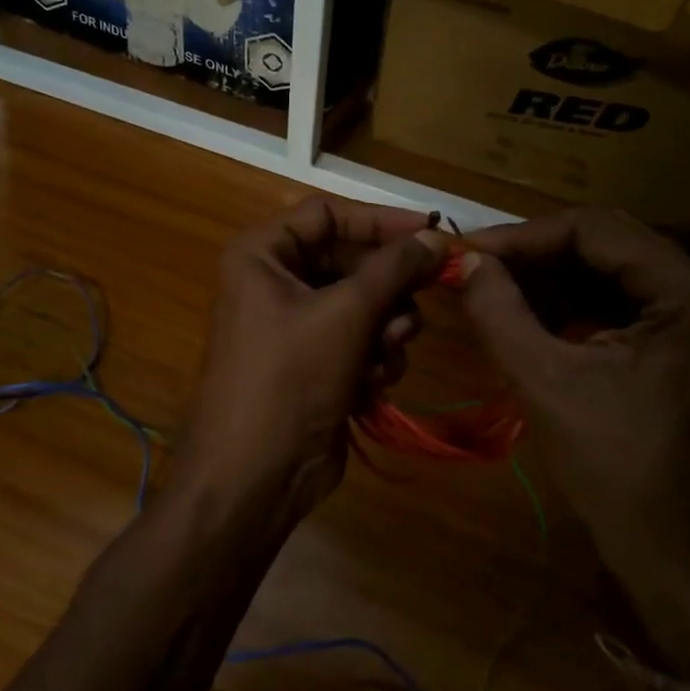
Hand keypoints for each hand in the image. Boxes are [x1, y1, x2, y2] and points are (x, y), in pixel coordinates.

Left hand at [180, 197, 449, 518]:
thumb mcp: (345, 314)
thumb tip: (435, 235)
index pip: (328, 214)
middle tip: (421, 299)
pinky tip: (373, 383)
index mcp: (262, 254)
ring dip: (384, 327)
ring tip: (385, 352)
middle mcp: (274, 281)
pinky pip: (359, 339)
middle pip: (349, 260)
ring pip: (362, 302)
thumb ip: (393, 268)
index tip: (432, 232)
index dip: (380, 221)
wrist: (254, 476)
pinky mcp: (314, 362)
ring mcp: (294, 324)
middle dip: (386, 287)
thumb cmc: (289, 379)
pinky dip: (373, 356)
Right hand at [458, 208, 689, 676]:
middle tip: (480, 266)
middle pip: (611, 245)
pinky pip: (624, 305)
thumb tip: (467, 262)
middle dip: (538, 254)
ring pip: (615, 273)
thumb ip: (499, 311)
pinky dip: (574, 304)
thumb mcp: (545, 383)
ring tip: (496, 286)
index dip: (526, 235)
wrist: (679, 562)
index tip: (472, 251)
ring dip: (553, 277)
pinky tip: (531, 313)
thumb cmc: (616, 473)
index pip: (598, 230)